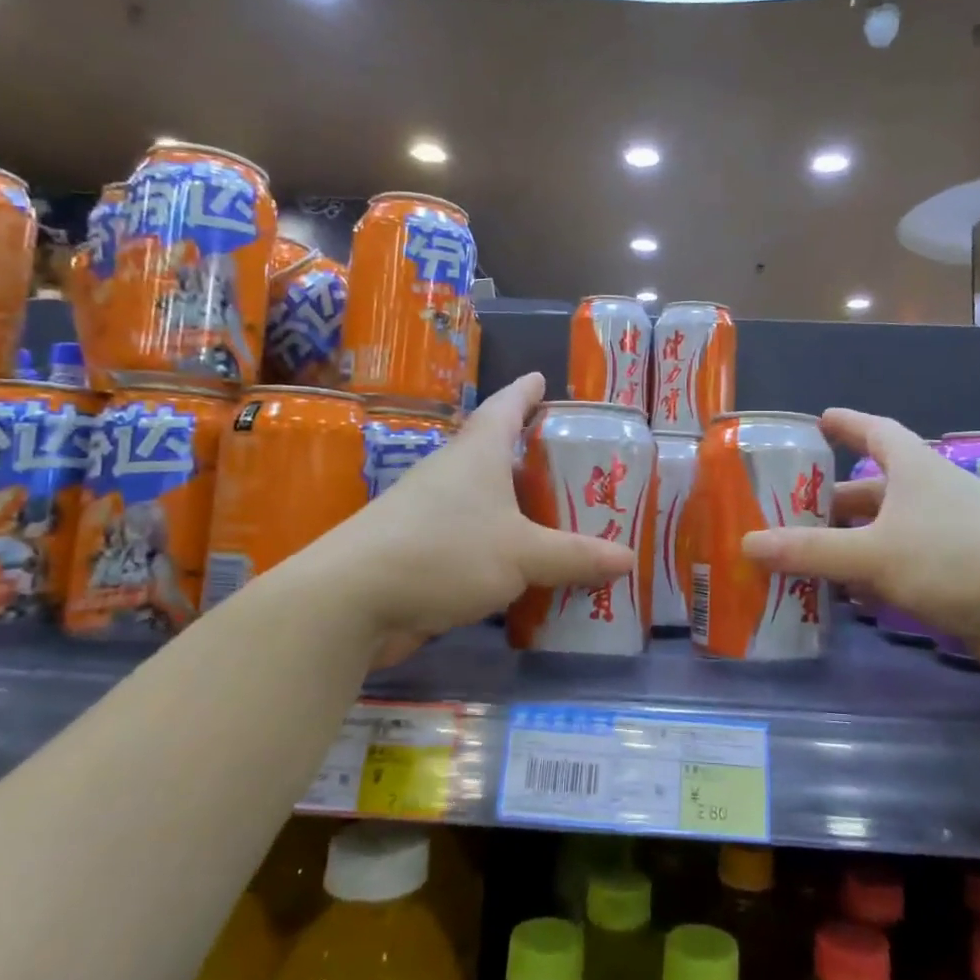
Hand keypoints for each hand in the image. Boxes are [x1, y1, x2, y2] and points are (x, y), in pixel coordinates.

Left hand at [313, 373, 635, 666]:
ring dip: (520, 508)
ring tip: (564, 519)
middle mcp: (453, 473)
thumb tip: (627, 559)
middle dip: (535, 457)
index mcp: (478, 452)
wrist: (352, 599)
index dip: (527, 391)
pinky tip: (527, 568)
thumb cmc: (444, 551)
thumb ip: (575, 556)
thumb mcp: (522, 553)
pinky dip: (502, 547)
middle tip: (578, 465)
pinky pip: (474, 540)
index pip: (507, 405)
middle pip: (499, 452)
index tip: (543, 379)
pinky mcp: (421, 550)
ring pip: (487, 501)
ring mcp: (432, 512)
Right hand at [740, 408, 979, 674]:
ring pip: (887, 531)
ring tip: (807, 557)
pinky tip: (848, 596)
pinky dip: (874, 576)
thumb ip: (810, 550)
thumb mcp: (873, 553)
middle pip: (874, 488)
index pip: (875, 431)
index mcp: (916, 470)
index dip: (846, 424)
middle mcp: (933, 494)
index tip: (819, 421)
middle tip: (791, 513)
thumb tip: (747, 543)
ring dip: (851, 543)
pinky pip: (904, 565)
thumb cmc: (956, 559)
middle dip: (833, 501)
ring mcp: (950, 535)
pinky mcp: (962, 574)